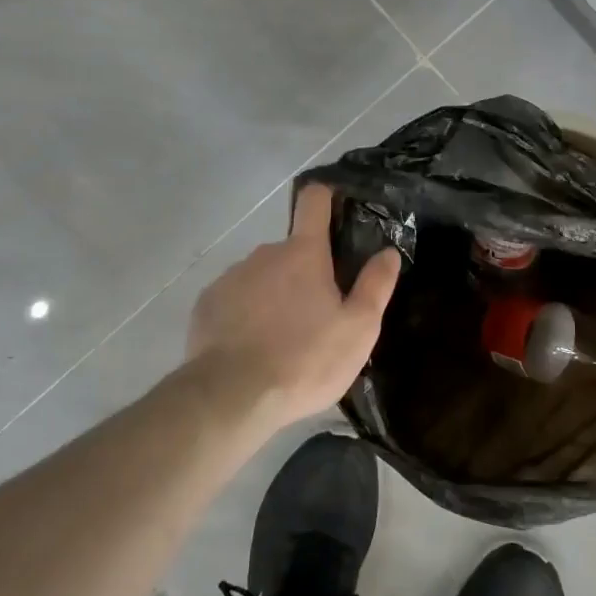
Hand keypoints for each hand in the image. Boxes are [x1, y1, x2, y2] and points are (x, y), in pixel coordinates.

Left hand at [185, 183, 401, 429]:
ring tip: (281, 339)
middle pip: (290, 250)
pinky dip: (245, 314)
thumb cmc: (305, 360)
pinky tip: (250, 348)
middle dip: (303, 272)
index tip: (333, 206)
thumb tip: (388, 252)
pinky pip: (234, 299)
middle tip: (315, 315)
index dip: (324, 198)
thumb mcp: (357, 329)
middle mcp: (264, 254)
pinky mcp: (206, 304)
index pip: (313, 202)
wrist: (231, 397)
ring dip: (273, 295)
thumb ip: (375, 286)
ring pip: (261, 276)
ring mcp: (231, 277)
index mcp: (303, 254)